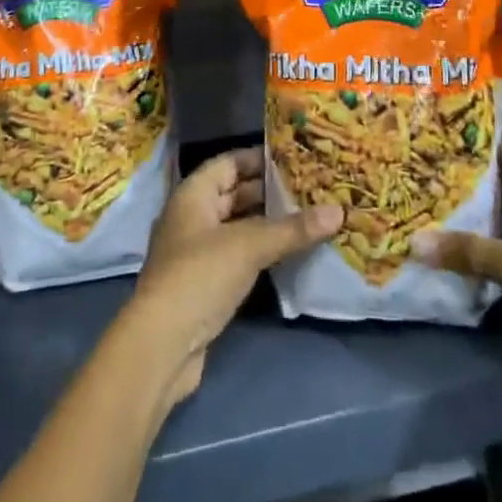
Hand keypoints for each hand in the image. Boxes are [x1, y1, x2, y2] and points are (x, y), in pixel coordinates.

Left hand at [125, 147, 341, 407]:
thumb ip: (292, 229)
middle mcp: (191, 216)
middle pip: (234, 193)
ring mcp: (196, 251)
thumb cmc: (200, 276)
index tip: (296, 157)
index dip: (260, 158)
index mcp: (193, 194)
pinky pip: (237, 254)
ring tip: (308, 217)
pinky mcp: (204, 283)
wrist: (162, 345)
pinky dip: (260, 250)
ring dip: (267, 223)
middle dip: (269, 191)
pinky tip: (290, 253)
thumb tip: (338, 211)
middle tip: (311, 188)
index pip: (229, 162)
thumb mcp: (249, 246)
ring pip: (237, 226)